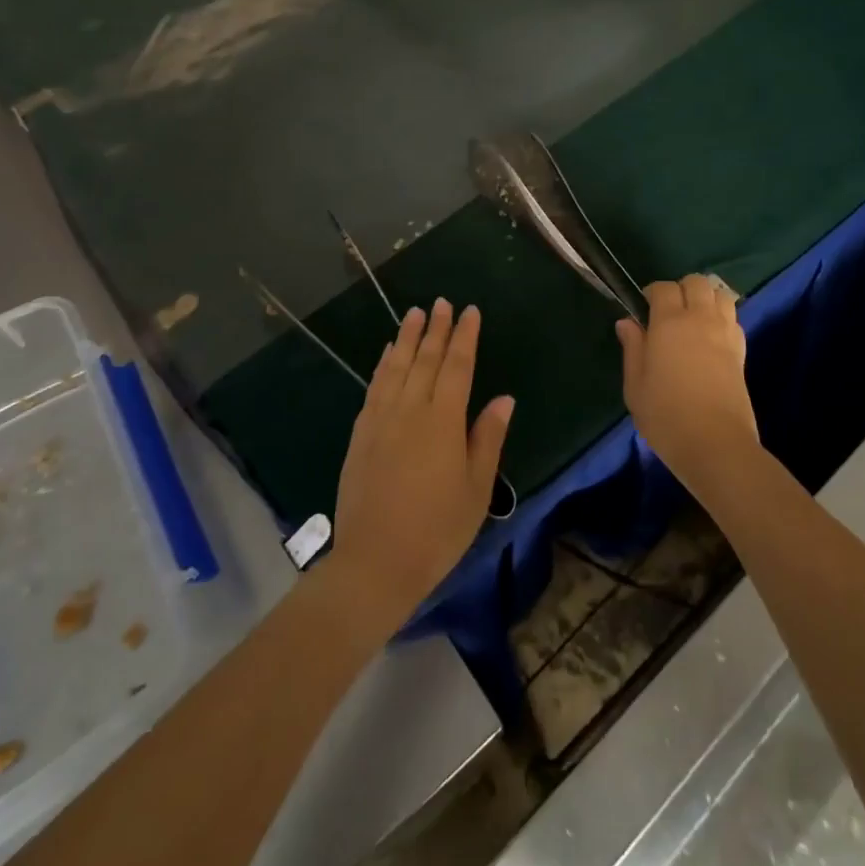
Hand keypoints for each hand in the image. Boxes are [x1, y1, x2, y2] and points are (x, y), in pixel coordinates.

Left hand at [329, 300, 513, 634]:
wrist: (374, 563)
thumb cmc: (436, 531)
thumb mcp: (476, 490)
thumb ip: (488, 439)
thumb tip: (503, 399)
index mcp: (443, 422)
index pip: (457, 367)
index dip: (464, 337)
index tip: (470, 311)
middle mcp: (410, 410)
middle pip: (425, 359)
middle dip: (435, 329)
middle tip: (442, 302)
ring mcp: (381, 420)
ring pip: (395, 367)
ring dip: (406, 337)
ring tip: (414, 313)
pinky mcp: (360, 434)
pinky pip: (374, 386)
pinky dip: (382, 364)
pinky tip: (386, 353)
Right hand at [617, 276, 758, 495]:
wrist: (715, 444)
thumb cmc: (666, 415)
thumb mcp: (635, 385)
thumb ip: (632, 348)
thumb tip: (628, 322)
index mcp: (669, 323)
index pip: (663, 287)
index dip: (651, 293)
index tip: (643, 310)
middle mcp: (700, 319)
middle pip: (697, 282)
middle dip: (681, 289)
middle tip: (668, 312)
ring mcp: (725, 333)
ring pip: (720, 295)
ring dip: (706, 299)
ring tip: (693, 320)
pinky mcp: (742, 351)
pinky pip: (733, 318)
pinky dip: (722, 318)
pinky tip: (710, 338)